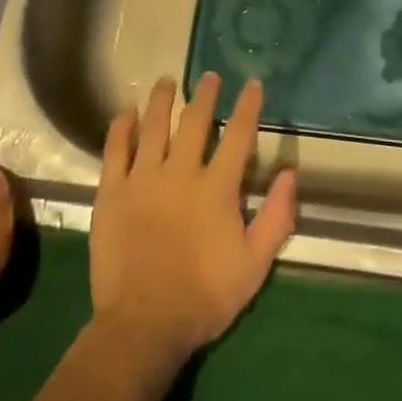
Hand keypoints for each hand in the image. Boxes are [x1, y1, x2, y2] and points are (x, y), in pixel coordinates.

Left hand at [89, 73, 298, 368]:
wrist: (144, 324)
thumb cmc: (204, 297)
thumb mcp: (255, 265)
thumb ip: (277, 217)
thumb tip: (289, 173)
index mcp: (217, 188)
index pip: (238, 135)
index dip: (247, 106)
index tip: (251, 83)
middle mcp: (180, 173)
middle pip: (194, 122)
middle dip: (204, 95)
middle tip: (208, 76)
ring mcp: (142, 180)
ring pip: (153, 126)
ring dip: (161, 100)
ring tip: (166, 80)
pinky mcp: (112, 192)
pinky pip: (115, 149)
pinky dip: (121, 126)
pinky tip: (126, 111)